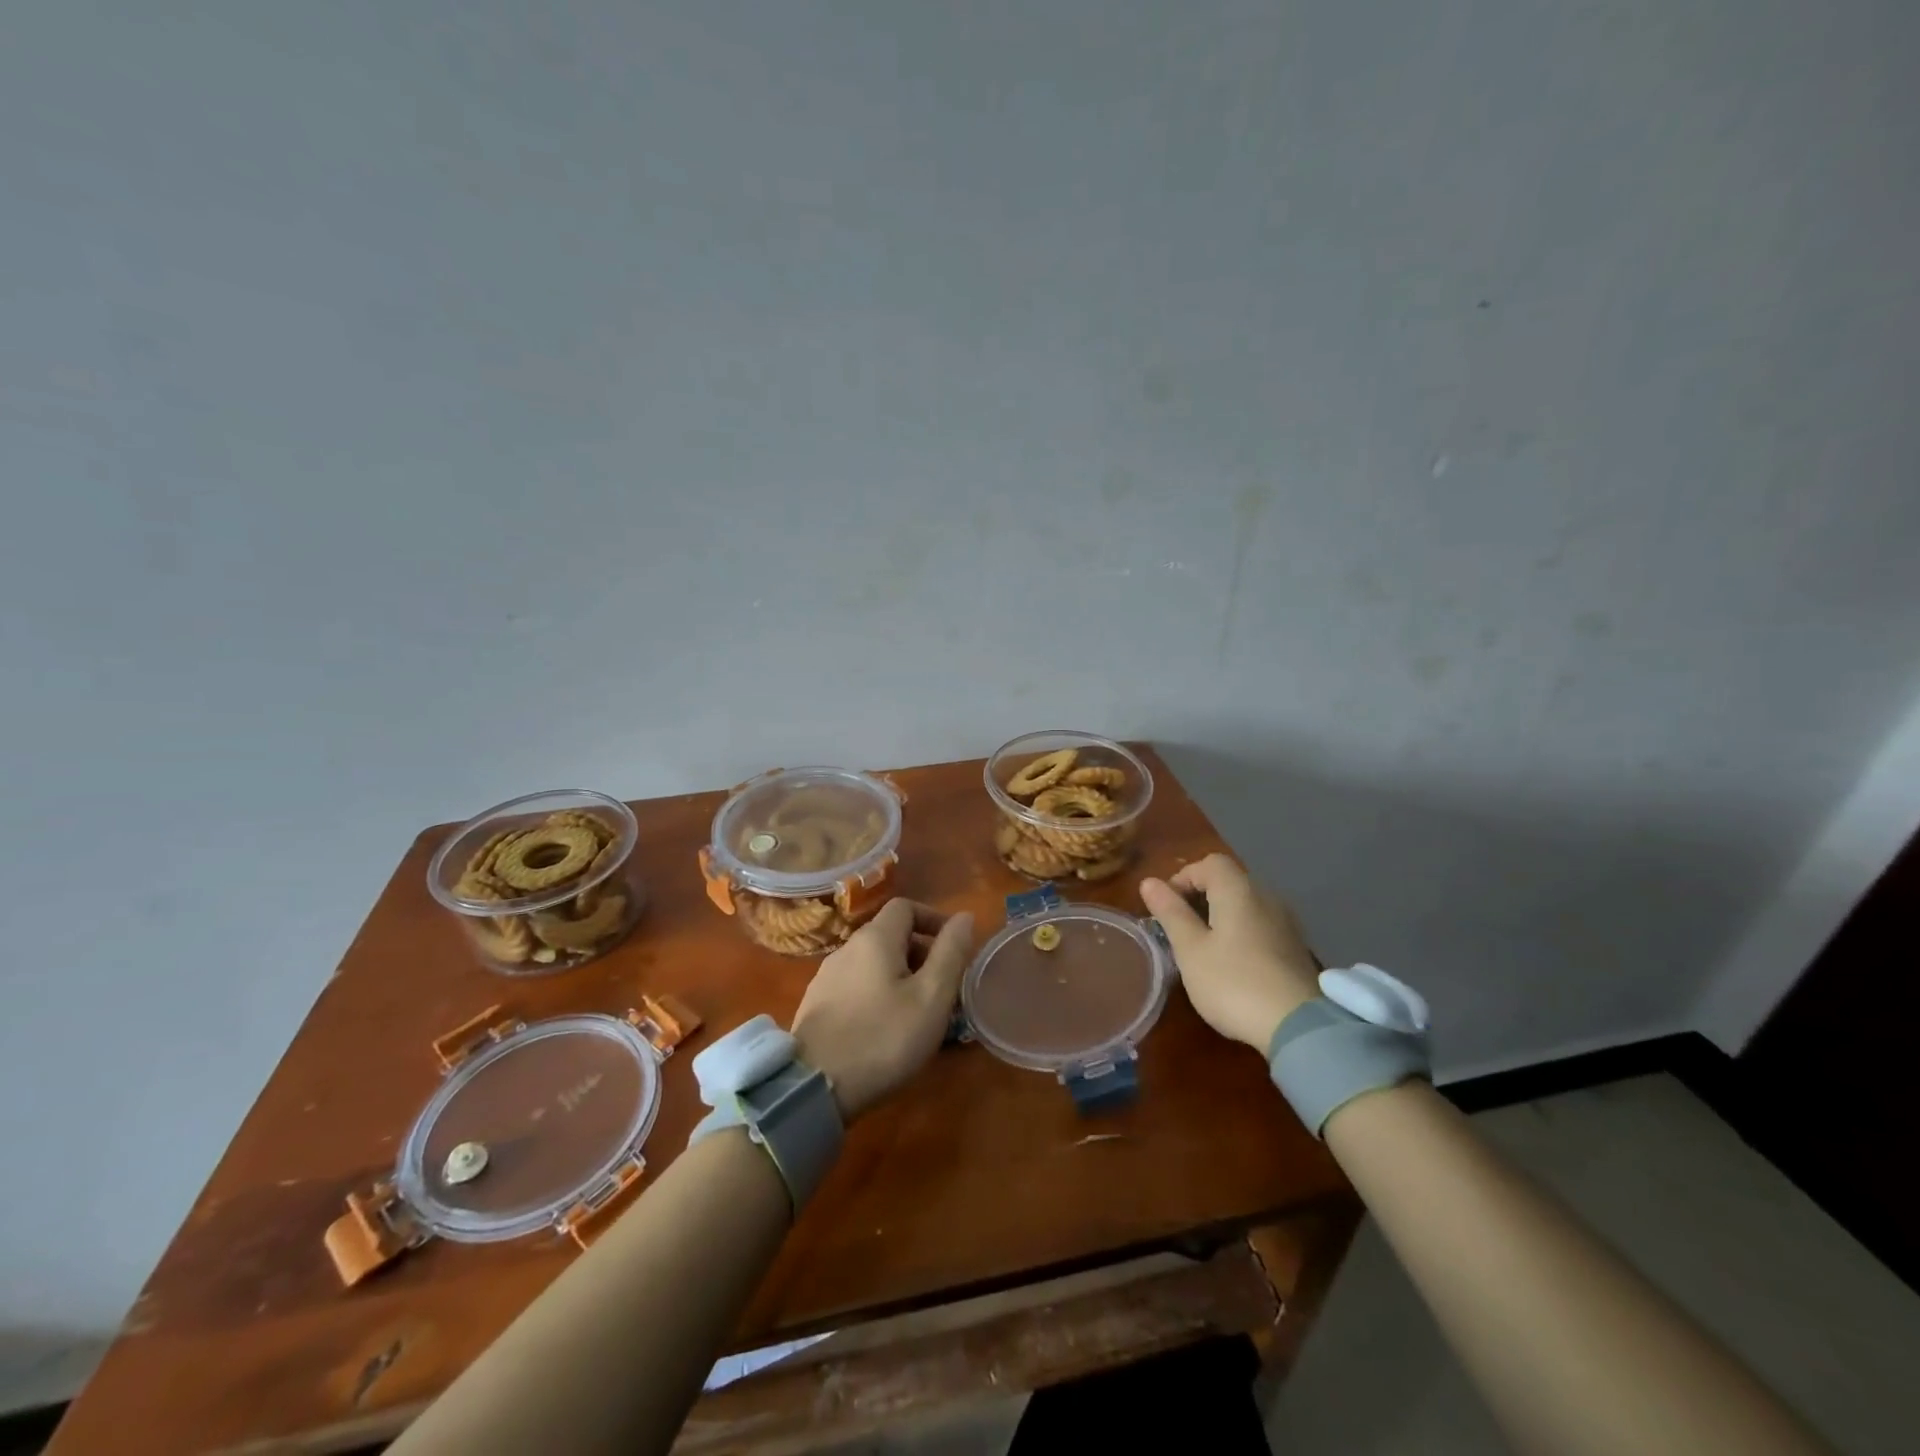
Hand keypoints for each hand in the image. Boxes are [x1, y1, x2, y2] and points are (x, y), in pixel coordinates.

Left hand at [789, 899, 975, 1122]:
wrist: (814, 1088)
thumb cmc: (883, 1038)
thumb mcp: (931, 997)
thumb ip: (950, 953)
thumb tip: (964, 916)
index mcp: (875, 938)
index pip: (906, 906)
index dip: (934, 918)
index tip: (954, 948)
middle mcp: (846, 948)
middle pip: (890, 934)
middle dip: (921, 952)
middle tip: (943, 988)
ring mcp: (826, 977)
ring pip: (873, 962)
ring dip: (900, 975)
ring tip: (918, 1011)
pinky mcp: (816, 1005)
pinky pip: (856, 985)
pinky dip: (878, 992)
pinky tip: (885, 1028)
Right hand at [1140, 854, 1320, 1051]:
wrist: (1299, 1027)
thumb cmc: (1233, 982)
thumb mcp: (1190, 949)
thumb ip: (1170, 913)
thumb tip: (1149, 882)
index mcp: (1238, 890)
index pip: (1208, 863)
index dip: (1182, 878)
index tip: (1166, 908)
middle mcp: (1266, 896)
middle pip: (1229, 880)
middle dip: (1200, 896)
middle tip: (1180, 928)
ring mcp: (1285, 922)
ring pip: (1245, 903)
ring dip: (1220, 915)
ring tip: (1203, 947)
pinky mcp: (1295, 947)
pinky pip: (1260, 924)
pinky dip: (1241, 931)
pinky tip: (1232, 963)